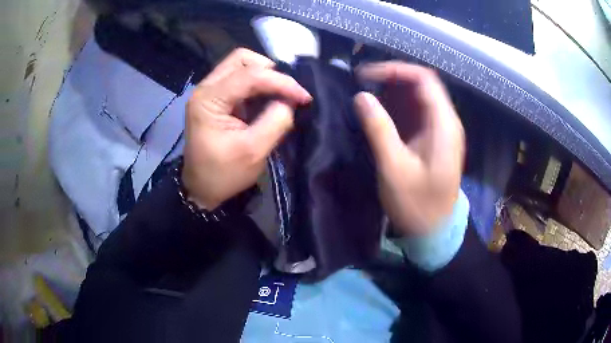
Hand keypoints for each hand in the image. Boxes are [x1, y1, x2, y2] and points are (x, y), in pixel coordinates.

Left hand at [183, 48, 311, 209]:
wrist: (201, 189)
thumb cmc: (223, 174)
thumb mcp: (254, 151)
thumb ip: (276, 121)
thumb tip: (290, 101)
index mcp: (208, 99)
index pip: (249, 75)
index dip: (281, 82)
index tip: (304, 97)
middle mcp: (206, 88)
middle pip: (242, 59)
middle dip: (270, 71)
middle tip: (288, 92)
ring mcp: (210, 91)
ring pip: (241, 65)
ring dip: (265, 76)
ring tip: (282, 95)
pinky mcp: (217, 98)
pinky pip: (240, 78)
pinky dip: (259, 84)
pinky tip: (269, 98)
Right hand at [354, 62, 464, 236]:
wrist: (435, 231)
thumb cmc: (417, 205)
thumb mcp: (395, 168)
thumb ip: (379, 129)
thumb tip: (361, 96)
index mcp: (444, 125)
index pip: (424, 79)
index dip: (395, 70)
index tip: (366, 75)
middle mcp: (447, 122)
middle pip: (423, 84)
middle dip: (393, 78)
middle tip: (363, 82)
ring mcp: (443, 131)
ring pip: (420, 97)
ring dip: (395, 91)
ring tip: (368, 92)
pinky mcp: (435, 140)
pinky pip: (418, 113)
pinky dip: (399, 107)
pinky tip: (382, 111)